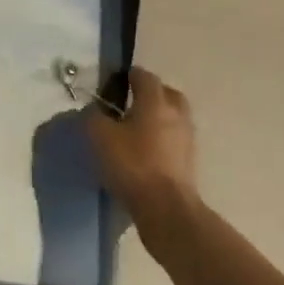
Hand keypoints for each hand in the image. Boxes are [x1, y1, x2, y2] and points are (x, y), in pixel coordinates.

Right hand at [86, 68, 199, 236]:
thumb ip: (94, 115)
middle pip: (165, 93)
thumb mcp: (100, 136)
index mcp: (155, 100)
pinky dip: (162, 138)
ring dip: (157, 118)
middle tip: (128, 105)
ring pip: (172, 116)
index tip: (113, 84)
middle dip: (148, 94)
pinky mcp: (190, 161)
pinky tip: (146, 151)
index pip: (143, 75)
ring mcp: (187, 137)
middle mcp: (176, 113)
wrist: (167, 209)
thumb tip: (95, 109)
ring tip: (136, 130)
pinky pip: (174, 138)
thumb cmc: (132, 164)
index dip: (128, 76)